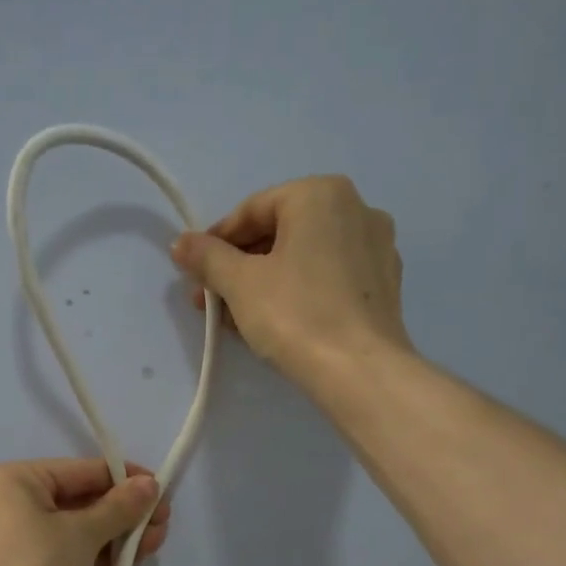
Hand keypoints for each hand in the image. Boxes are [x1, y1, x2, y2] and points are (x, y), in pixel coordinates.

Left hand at [0, 458, 170, 565]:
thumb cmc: (37, 564)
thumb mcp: (84, 531)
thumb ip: (120, 506)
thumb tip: (151, 484)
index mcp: (18, 479)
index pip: (82, 470)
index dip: (125, 478)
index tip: (161, 489)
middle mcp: (16, 501)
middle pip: (83, 499)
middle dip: (126, 512)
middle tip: (163, 523)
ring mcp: (22, 537)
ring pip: (81, 527)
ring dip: (119, 534)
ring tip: (155, 543)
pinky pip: (72, 550)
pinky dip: (100, 553)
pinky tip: (133, 558)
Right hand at [169, 175, 413, 382]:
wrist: (359, 371)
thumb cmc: (294, 314)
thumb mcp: (239, 283)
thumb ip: (207, 257)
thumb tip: (181, 243)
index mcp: (321, 194)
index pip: (252, 210)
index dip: (216, 242)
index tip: (194, 272)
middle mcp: (357, 208)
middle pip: (280, 232)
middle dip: (239, 266)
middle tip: (211, 299)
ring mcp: (377, 247)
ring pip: (304, 257)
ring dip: (263, 281)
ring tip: (234, 317)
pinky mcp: (384, 284)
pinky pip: (328, 277)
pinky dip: (297, 292)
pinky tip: (274, 323)